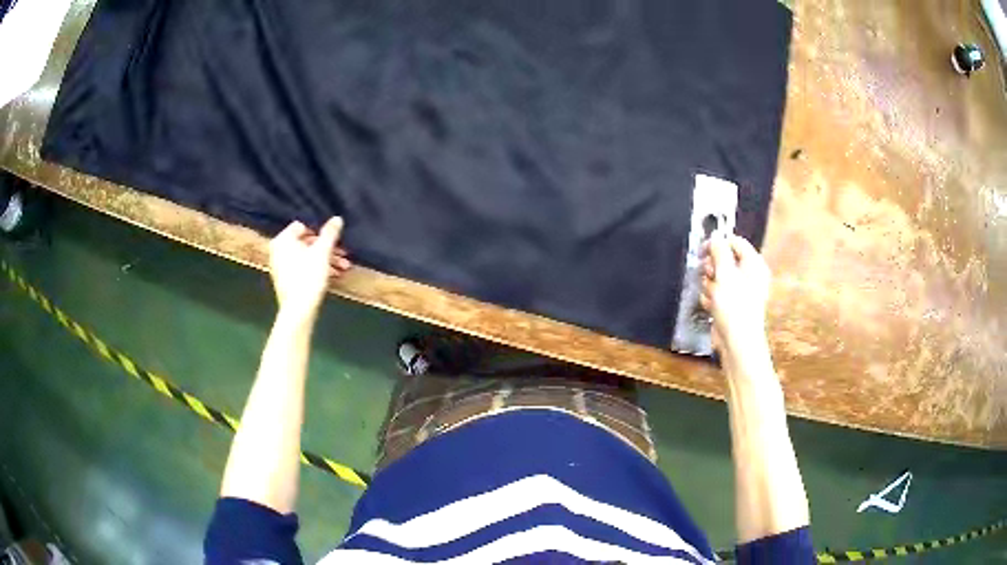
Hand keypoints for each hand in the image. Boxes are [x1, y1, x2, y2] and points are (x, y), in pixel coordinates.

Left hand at [268, 218, 350, 321]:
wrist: (299, 309)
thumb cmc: (308, 276)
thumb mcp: (322, 251)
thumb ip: (330, 233)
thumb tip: (337, 218)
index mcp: (283, 240)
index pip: (302, 226)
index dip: (319, 232)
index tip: (333, 241)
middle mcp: (278, 251)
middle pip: (306, 243)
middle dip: (326, 249)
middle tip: (343, 254)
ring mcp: (281, 267)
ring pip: (306, 257)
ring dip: (325, 260)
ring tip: (343, 267)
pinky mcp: (286, 281)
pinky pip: (303, 268)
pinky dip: (316, 269)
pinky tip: (333, 275)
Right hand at [700, 235, 770, 363]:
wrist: (738, 341)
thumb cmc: (734, 305)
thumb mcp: (725, 273)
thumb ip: (718, 251)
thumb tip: (715, 238)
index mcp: (753, 263)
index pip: (734, 242)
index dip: (718, 244)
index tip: (702, 251)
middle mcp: (749, 274)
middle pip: (723, 260)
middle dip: (711, 268)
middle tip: (709, 276)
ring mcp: (740, 291)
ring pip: (716, 278)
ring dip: (709, 286)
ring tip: (712, 297)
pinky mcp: (731, 305)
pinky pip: (716, 294)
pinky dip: (711, 299)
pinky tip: (712, 307)